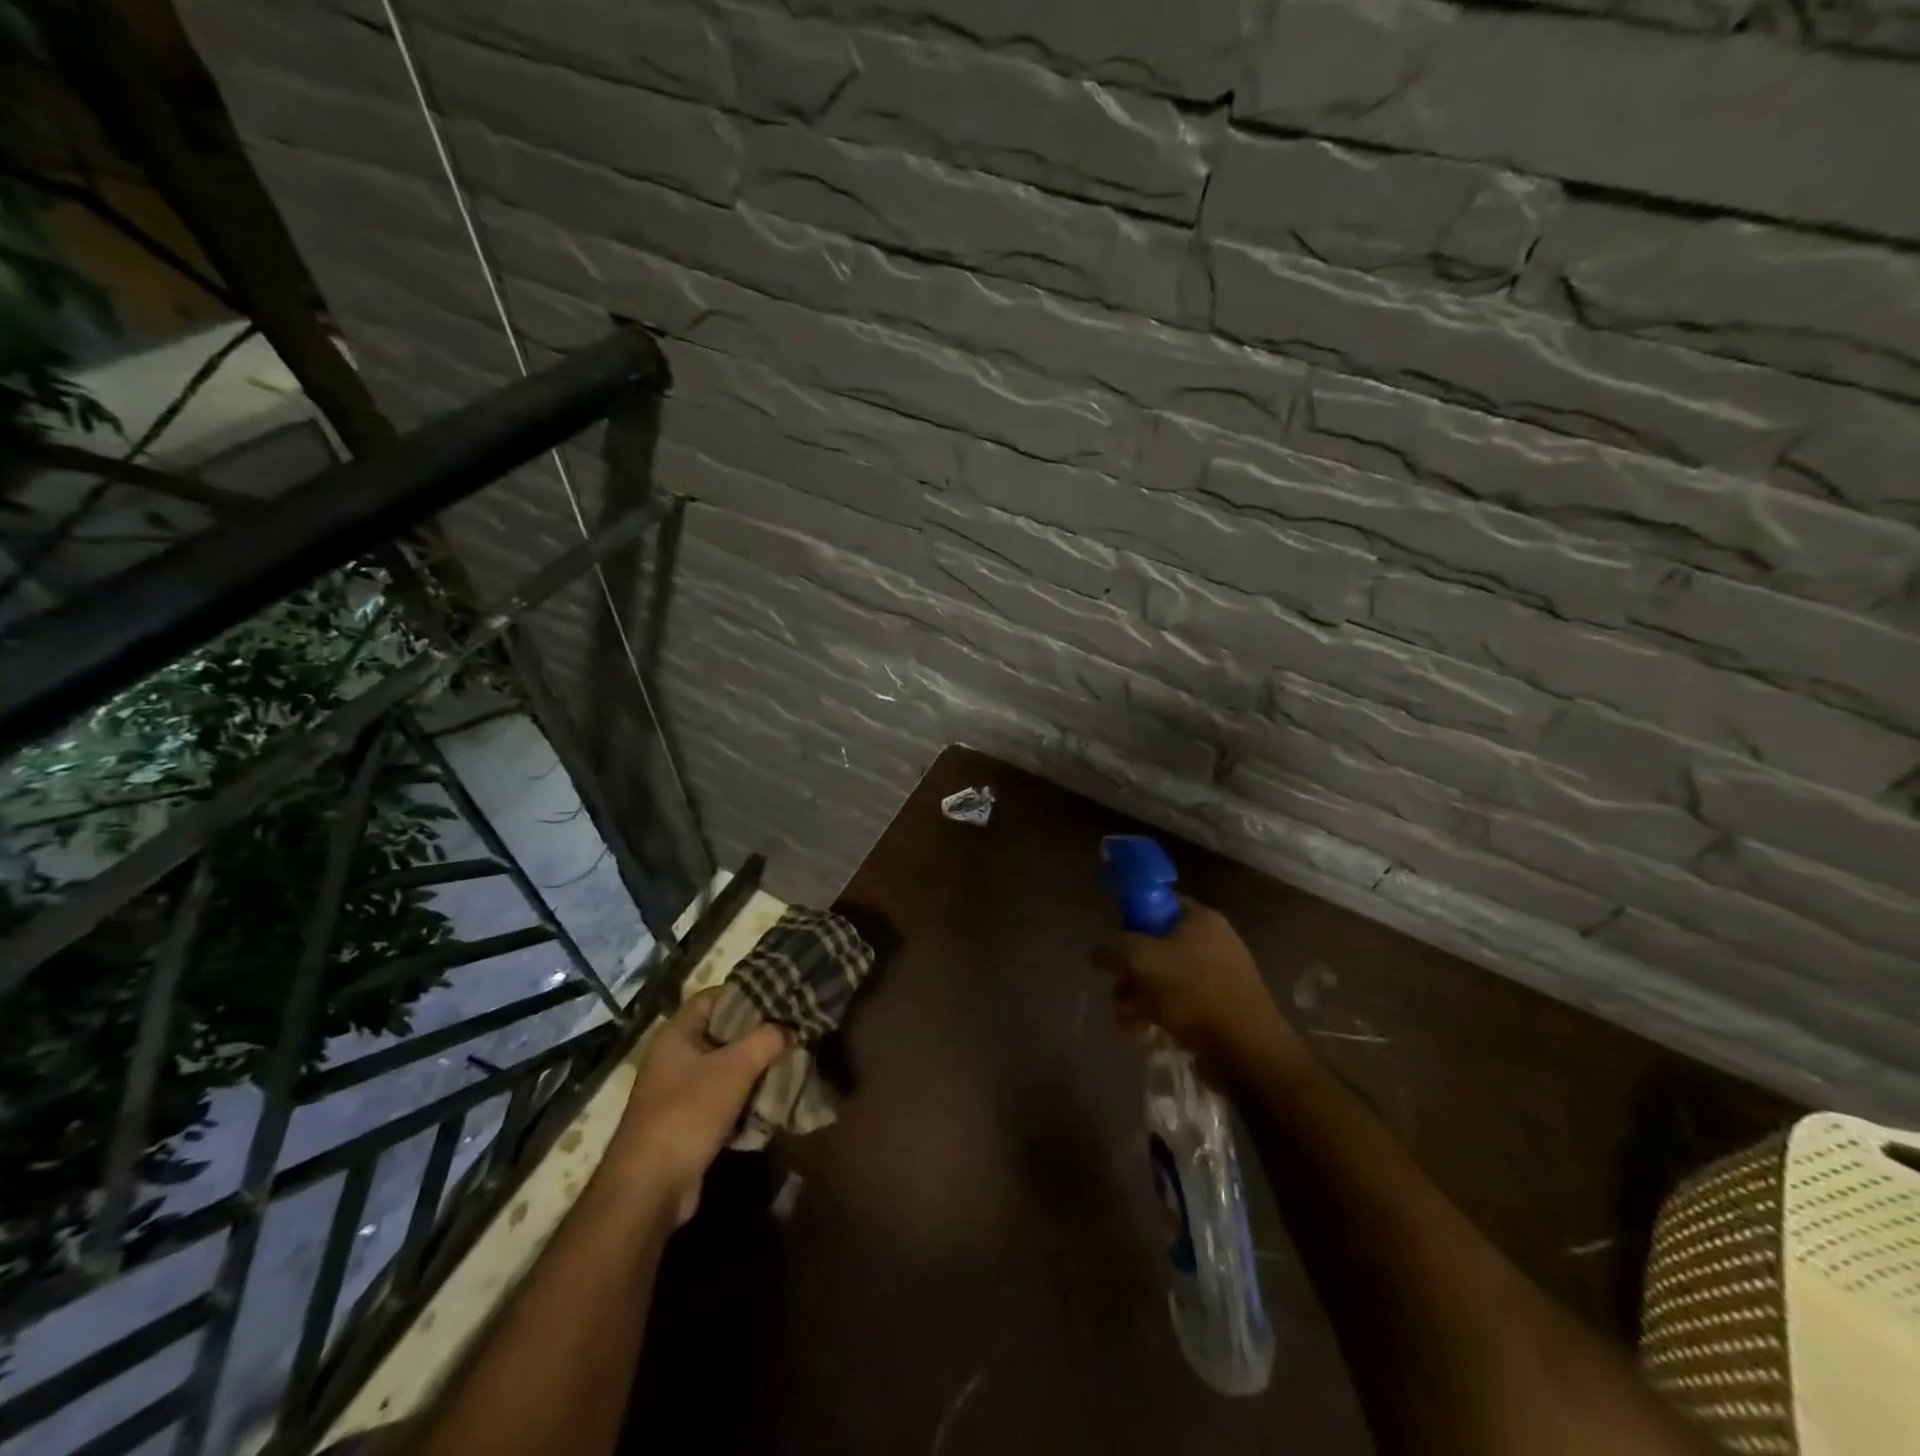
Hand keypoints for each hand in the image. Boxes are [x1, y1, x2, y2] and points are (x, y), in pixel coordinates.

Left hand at [612, 987, 787, 1225]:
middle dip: (758, 1032)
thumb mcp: (735, 1069)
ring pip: (726, 1066)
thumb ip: (767, 1039)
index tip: (781, 996)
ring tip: (791, 1060)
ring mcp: (679, 1089)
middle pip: (723, 1031)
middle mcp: (675, 1056)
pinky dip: (746, 1095)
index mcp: (677, 1033)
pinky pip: (723, 1096)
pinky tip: (773, 1096)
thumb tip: (791, 1026)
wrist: (649, 1189)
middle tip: (793, 1029)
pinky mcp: (688, 1120)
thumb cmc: (688, 1113)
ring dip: (755, 1066)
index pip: (715, 996)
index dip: (747, 992)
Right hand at [1094, 898, 1305, 1084]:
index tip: (1113, 943)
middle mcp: (1213, 941)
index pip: (1157, 903)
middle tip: (1115, 990)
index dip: (1130, 919)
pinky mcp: (1221, 1008)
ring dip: (1139, 997)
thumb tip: (1098, 948)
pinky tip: (1143, 1035)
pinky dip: (1159, 1015)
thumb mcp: (1141, 960)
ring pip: (1165, 978)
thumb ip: (1113, 946)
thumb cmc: (1193, 993)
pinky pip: (1180, 1004)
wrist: (1248, 1051)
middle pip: (1157, 945)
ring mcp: (1219, 976)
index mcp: (1200, 918)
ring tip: (1123, 1021)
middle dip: (1130, 970)